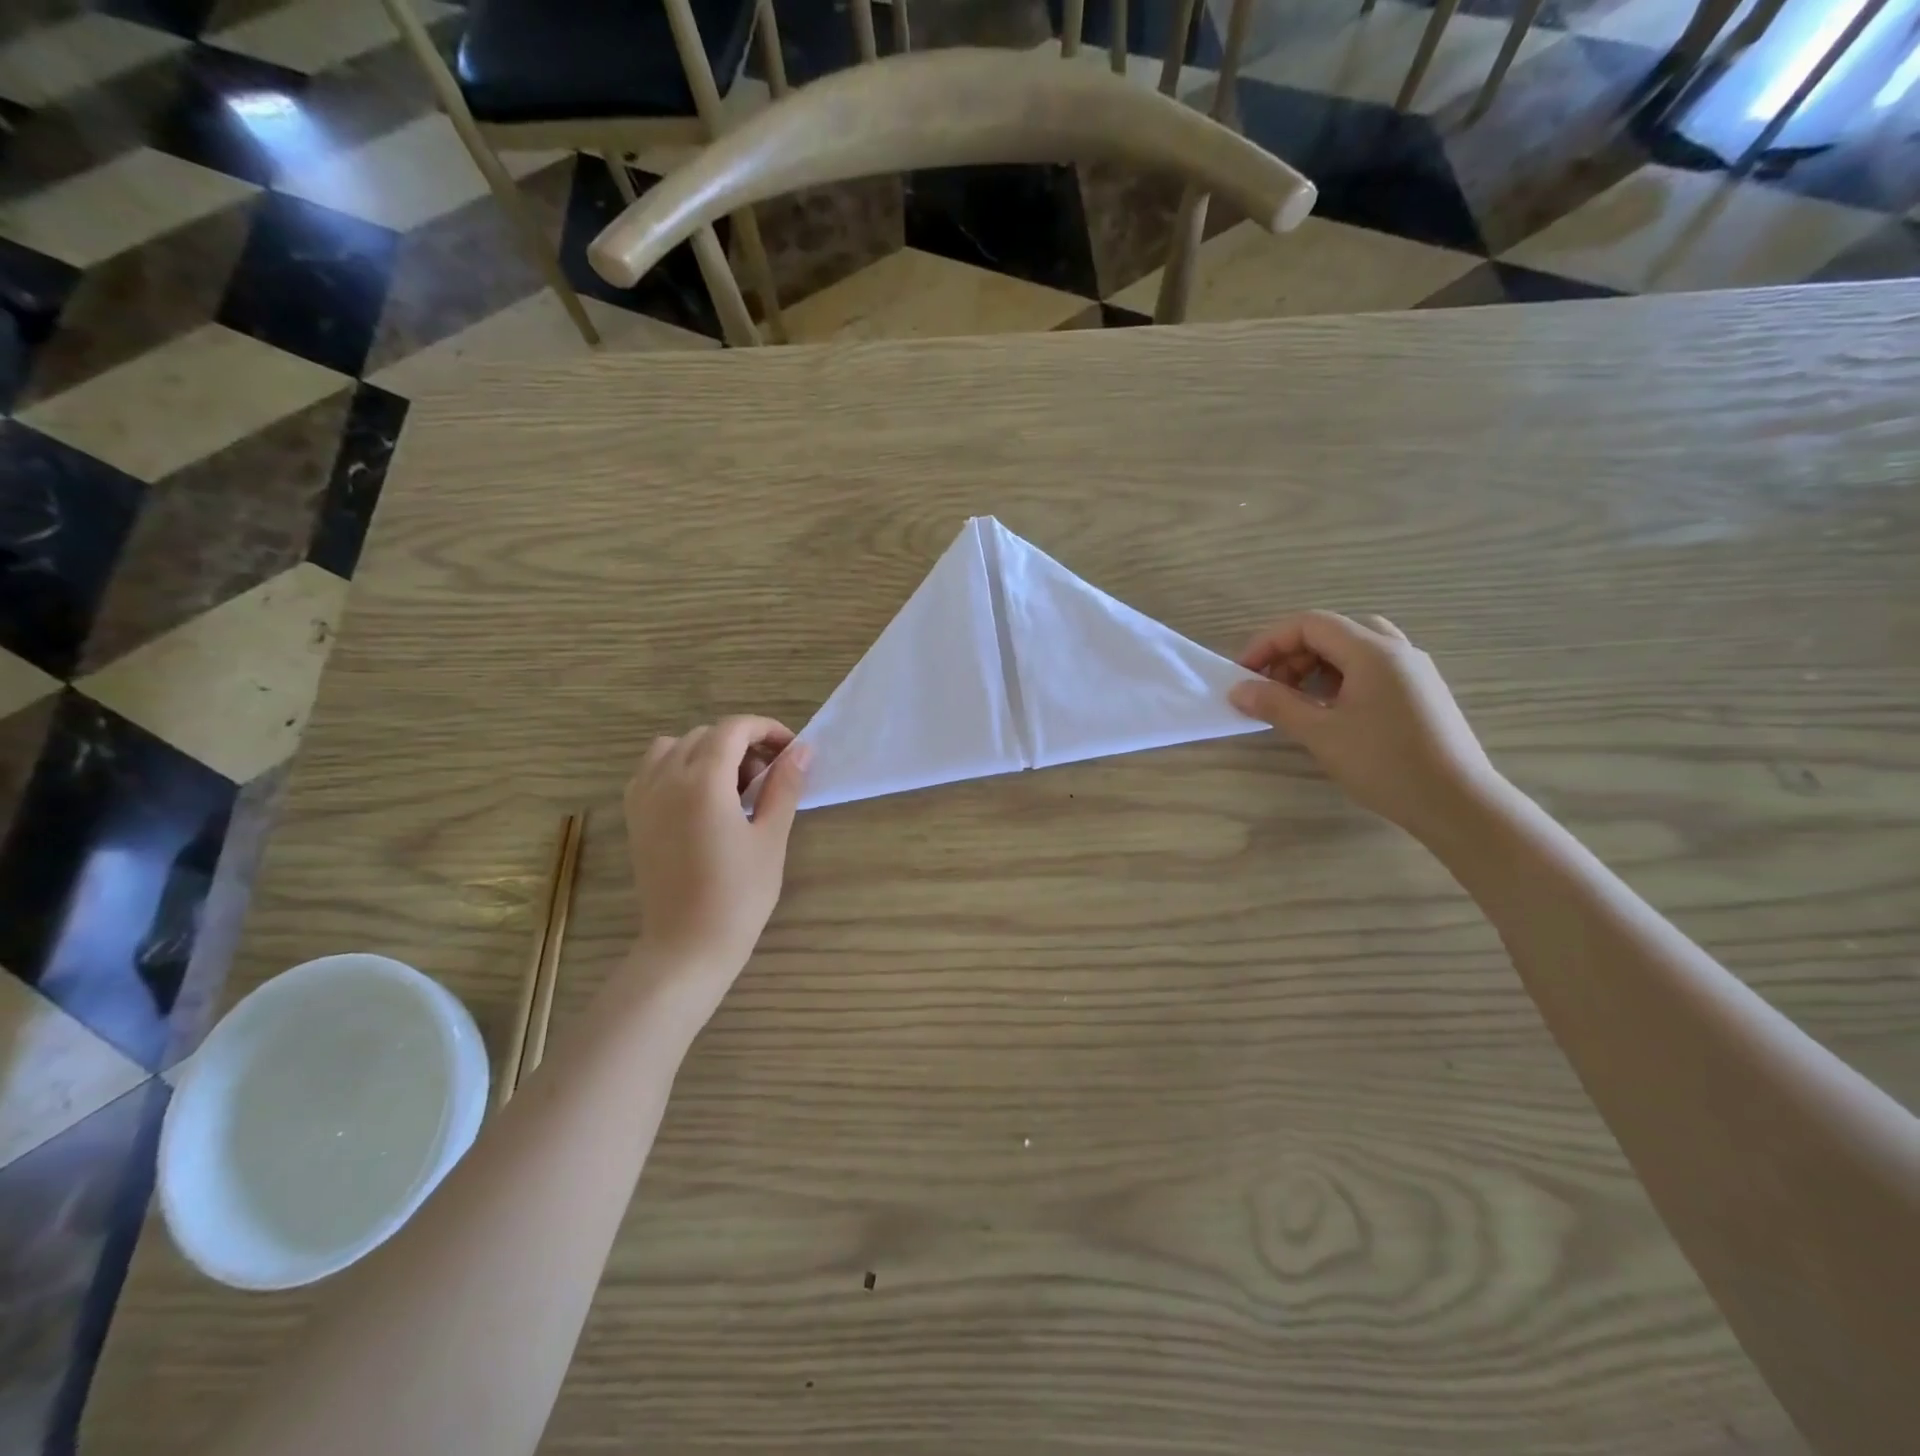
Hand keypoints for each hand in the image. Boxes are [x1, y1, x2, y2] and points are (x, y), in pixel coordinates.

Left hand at [623, 717, 809, 1016]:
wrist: (687, 944)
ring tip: (732, 786)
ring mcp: (644, 796)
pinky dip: (678, 766)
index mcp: (703, 782)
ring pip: (675, 746)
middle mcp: (666, 778)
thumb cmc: (738, 895)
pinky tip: (701, 798)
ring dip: (708, 751)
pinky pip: (653, 769)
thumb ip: (784, 786)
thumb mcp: (770, 837)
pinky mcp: (634, 815)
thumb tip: (802, 750)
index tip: (791, 751)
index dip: (766, 730)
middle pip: (707, 734)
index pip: (734, 728)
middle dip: (742, 743)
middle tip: (769, 778)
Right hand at [1229, 611, 1498, 840]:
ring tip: (1298, 701)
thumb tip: (1238, 689)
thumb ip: (1276, 705)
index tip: (1245, 673)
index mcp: (1373, 652)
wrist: (1457, 803)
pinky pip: (1372, 669)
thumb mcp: (1320, 733)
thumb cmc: (1384, 763)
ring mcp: (1414, 672)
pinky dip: (1341, 679)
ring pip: (1354, 649)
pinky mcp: (1421, 694)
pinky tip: (1331, 712)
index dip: (1270, 642)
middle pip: (1332, 632)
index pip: (1310, 624)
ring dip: (1316, 666)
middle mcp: (1397, 651)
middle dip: (1292, 654)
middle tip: (1270, 689)